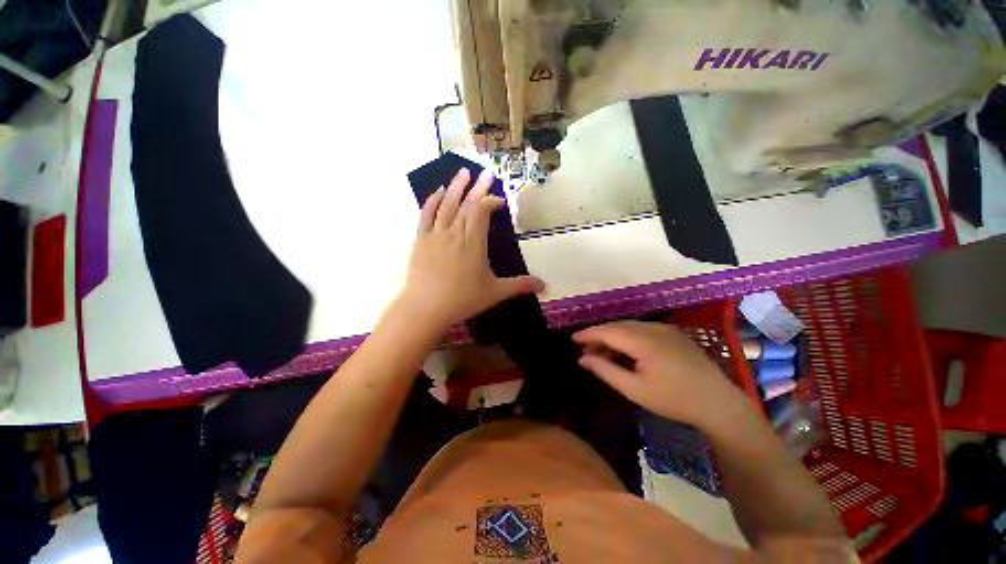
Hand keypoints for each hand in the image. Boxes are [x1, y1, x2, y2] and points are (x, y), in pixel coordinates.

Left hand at [394, 168, 543, 329]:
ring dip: (455, 187)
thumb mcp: (495, 292)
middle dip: (478, 187)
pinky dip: (431, 201)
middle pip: (466, 204)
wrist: (426, 308)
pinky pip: (426, 215)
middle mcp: (455, 233)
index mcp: (473, 243)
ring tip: (463, 172)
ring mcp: (435, 235)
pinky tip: (437, 191)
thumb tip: (544, 285)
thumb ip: (519, 286)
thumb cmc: (462, 300)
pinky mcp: (421, 240)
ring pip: (446, 205)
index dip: (491, 202)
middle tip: (486, 172)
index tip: (499, 202)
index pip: (481, 212)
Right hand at [573, 321, 746, 426]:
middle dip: (599, 335)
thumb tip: (583, 358)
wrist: (719, 404)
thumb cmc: (674, 399)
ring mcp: (665, 329)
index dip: (588, 334)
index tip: (573, 339)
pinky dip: (627, 336)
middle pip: (617, 326)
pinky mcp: (673, 333)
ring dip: (613, 336)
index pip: (607, 331)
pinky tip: (624, 350)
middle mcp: (653, 328)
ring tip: (602, 352)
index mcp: (643, 341)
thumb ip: (606, 370)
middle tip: (585, 349)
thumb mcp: (635, 389)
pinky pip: (642, 329)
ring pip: (629, 326)